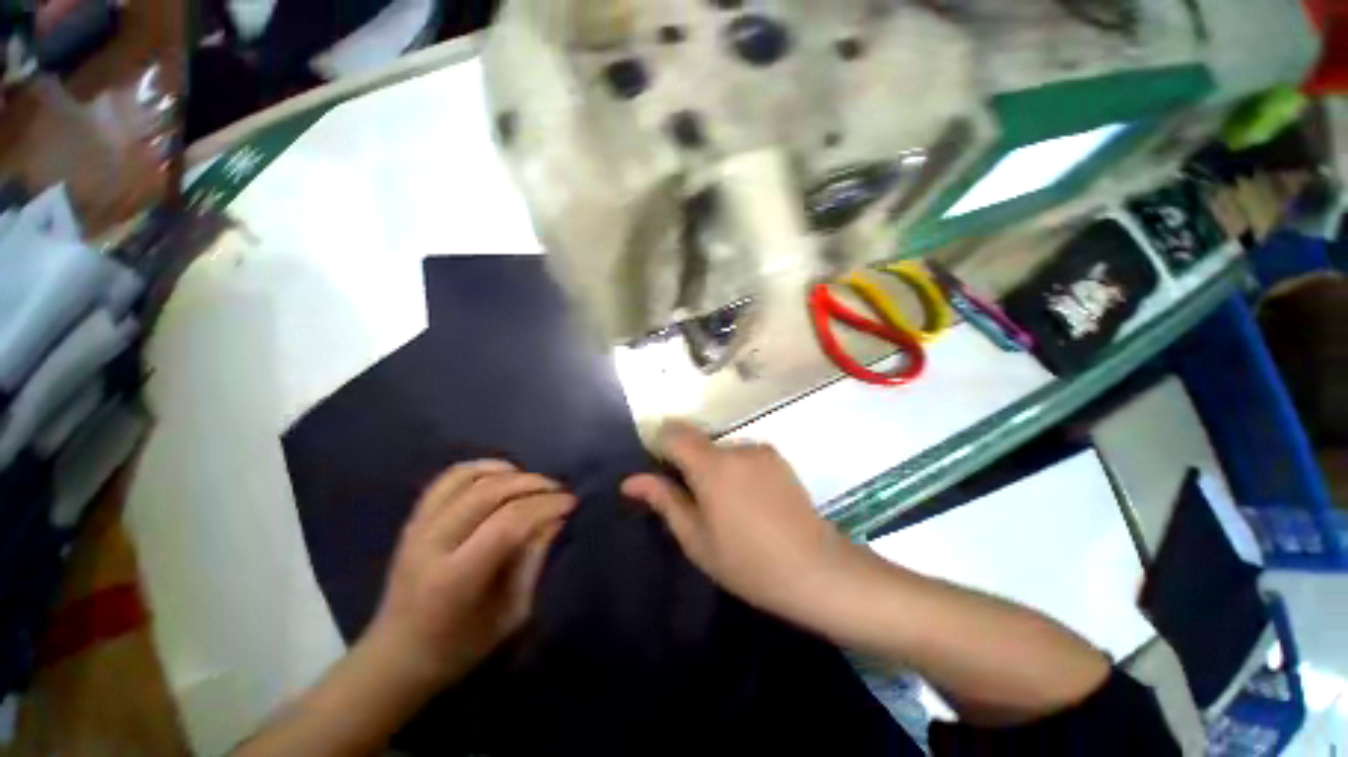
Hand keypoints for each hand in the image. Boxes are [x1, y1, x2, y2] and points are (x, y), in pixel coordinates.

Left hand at [366, 461, 575, 691]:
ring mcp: (417, 528)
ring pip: (468, 477)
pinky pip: (448, 478)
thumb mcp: (510, 614)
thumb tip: (556, 518)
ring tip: (532, 483)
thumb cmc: (460, 647)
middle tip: (558, 490)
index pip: (508, 523)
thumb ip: (533, 561)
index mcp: (455, 579)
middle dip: (532, 483)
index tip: (570, 502)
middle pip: (489, 492)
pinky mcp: (413, 520)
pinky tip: (502, 475)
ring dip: (509, 473)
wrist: (397, 656)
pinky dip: (481, 468)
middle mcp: (431, 545)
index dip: (545, 506)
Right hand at [622, 422, 861, 628]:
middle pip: (699, 443)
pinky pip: (744, 456)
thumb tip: (631, 480)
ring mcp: (761, 450)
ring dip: (714, 468)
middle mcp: (736, 447)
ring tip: (728, 508)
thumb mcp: (696, 539)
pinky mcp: (779, 458)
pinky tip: (750, 502)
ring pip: (722, 450)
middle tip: (695, 503)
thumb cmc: (748, 562)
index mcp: (712, 466)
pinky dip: (736, 470)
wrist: (817, 570)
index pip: (674, 433)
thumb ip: (664, 500)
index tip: (658, 469)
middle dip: (689, 464)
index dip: (660, 444)